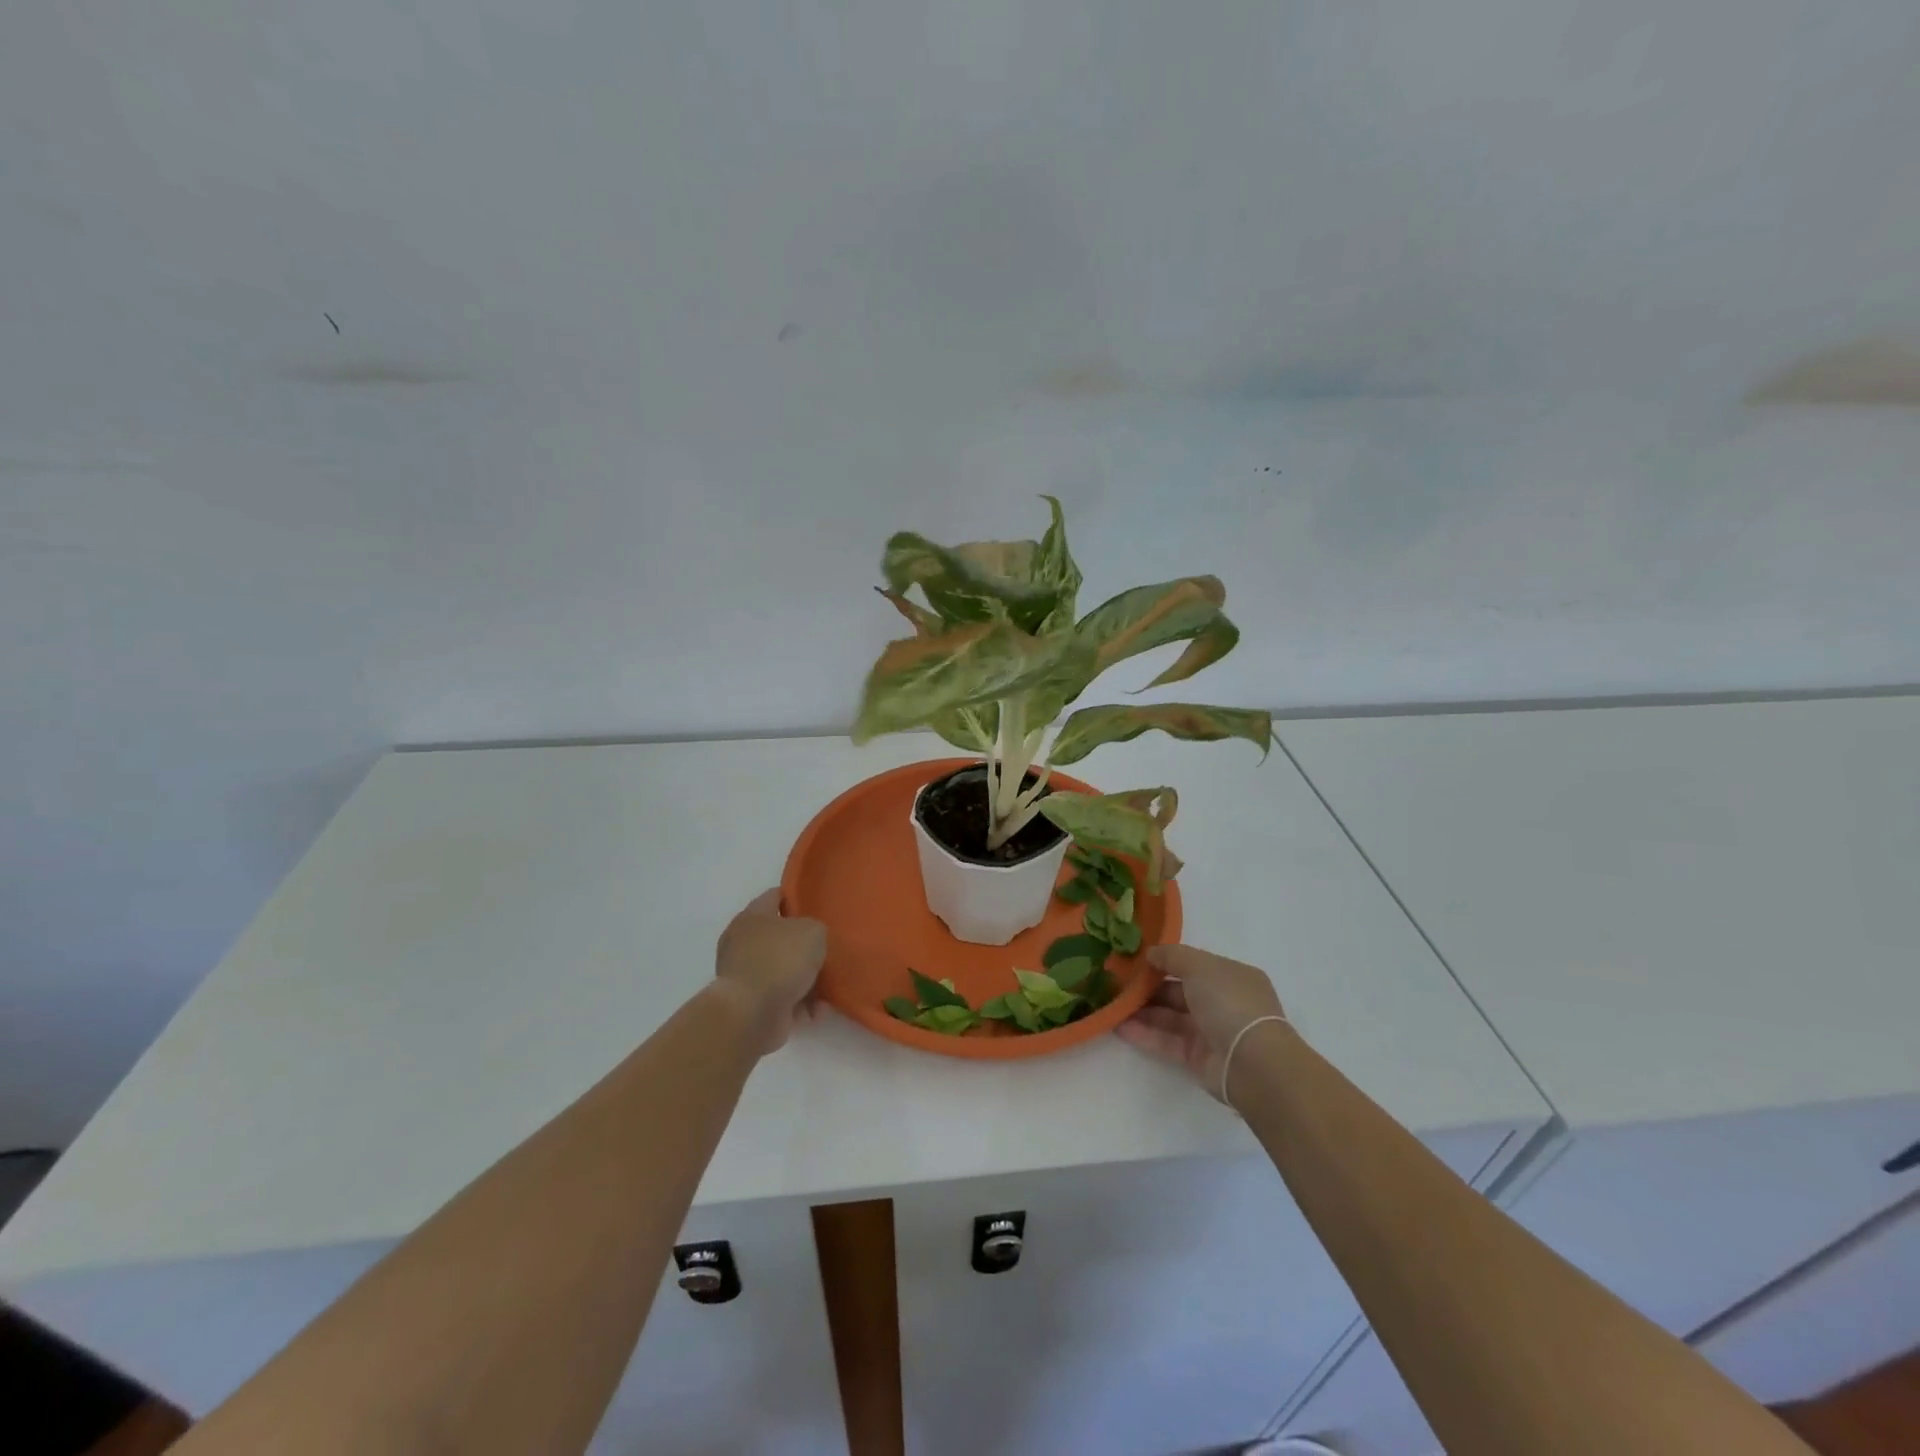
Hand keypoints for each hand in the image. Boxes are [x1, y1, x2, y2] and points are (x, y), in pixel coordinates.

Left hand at [712, 889, 827, 1054]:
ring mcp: (746, 976)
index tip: (817, 905)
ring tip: (829, 986)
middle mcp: (743, 943)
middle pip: (780, 937)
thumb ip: (816, 929)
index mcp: (752, 916)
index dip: (796, 898)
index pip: (775, 896)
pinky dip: (800, 1006)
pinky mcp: (751, 1006)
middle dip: (803, 944)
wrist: (752, 1013)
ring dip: (805, 980)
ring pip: (783, 971)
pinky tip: (817, 1010)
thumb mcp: (812, 931)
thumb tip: (811, 940)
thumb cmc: (781, 960)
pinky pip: (783, 1000)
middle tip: (828, 947)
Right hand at [1117, 943, 1290, 1103]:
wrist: (1252, 1063)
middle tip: (1115, 982)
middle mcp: (1221, 1002)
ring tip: (1110, 1004)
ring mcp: (1210, 1031)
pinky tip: (1118, 1026)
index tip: (1134, 959)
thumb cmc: (1230, 1002)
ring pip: (1169, 1017)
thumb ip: (1172, 956)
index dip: (1165, 961)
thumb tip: (1150, 953)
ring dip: (1141, 1010)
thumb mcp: (1200, 966)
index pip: (1193, 965)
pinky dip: (1143, 1033)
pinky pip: (1166, 1041)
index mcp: (1230, 976)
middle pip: (1178, 991)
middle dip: (1148, 987)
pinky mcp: (1197, 1058)